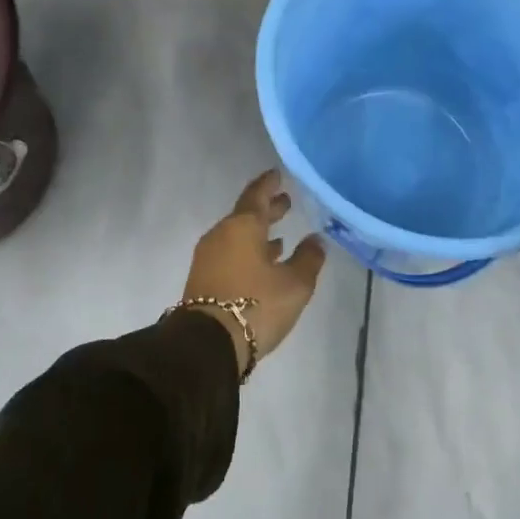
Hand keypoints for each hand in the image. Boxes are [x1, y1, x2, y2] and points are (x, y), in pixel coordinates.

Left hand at [182, 170, 326, 373]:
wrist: (207, 344)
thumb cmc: (256, 306)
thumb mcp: (295, 284)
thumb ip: (308, 258)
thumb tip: (315, 240)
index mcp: (243, 226)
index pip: (257, 195)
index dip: (269, 184)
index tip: (278, 174)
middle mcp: (222, 235)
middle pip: (246, 215)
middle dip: (267, 209)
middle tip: (286, 202)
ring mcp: (209, 257)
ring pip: (238, 236)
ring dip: (259, 233)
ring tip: (281, 236)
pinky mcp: (204, 278)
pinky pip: (231, 253)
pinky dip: (248, 251)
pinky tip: (264, 263)